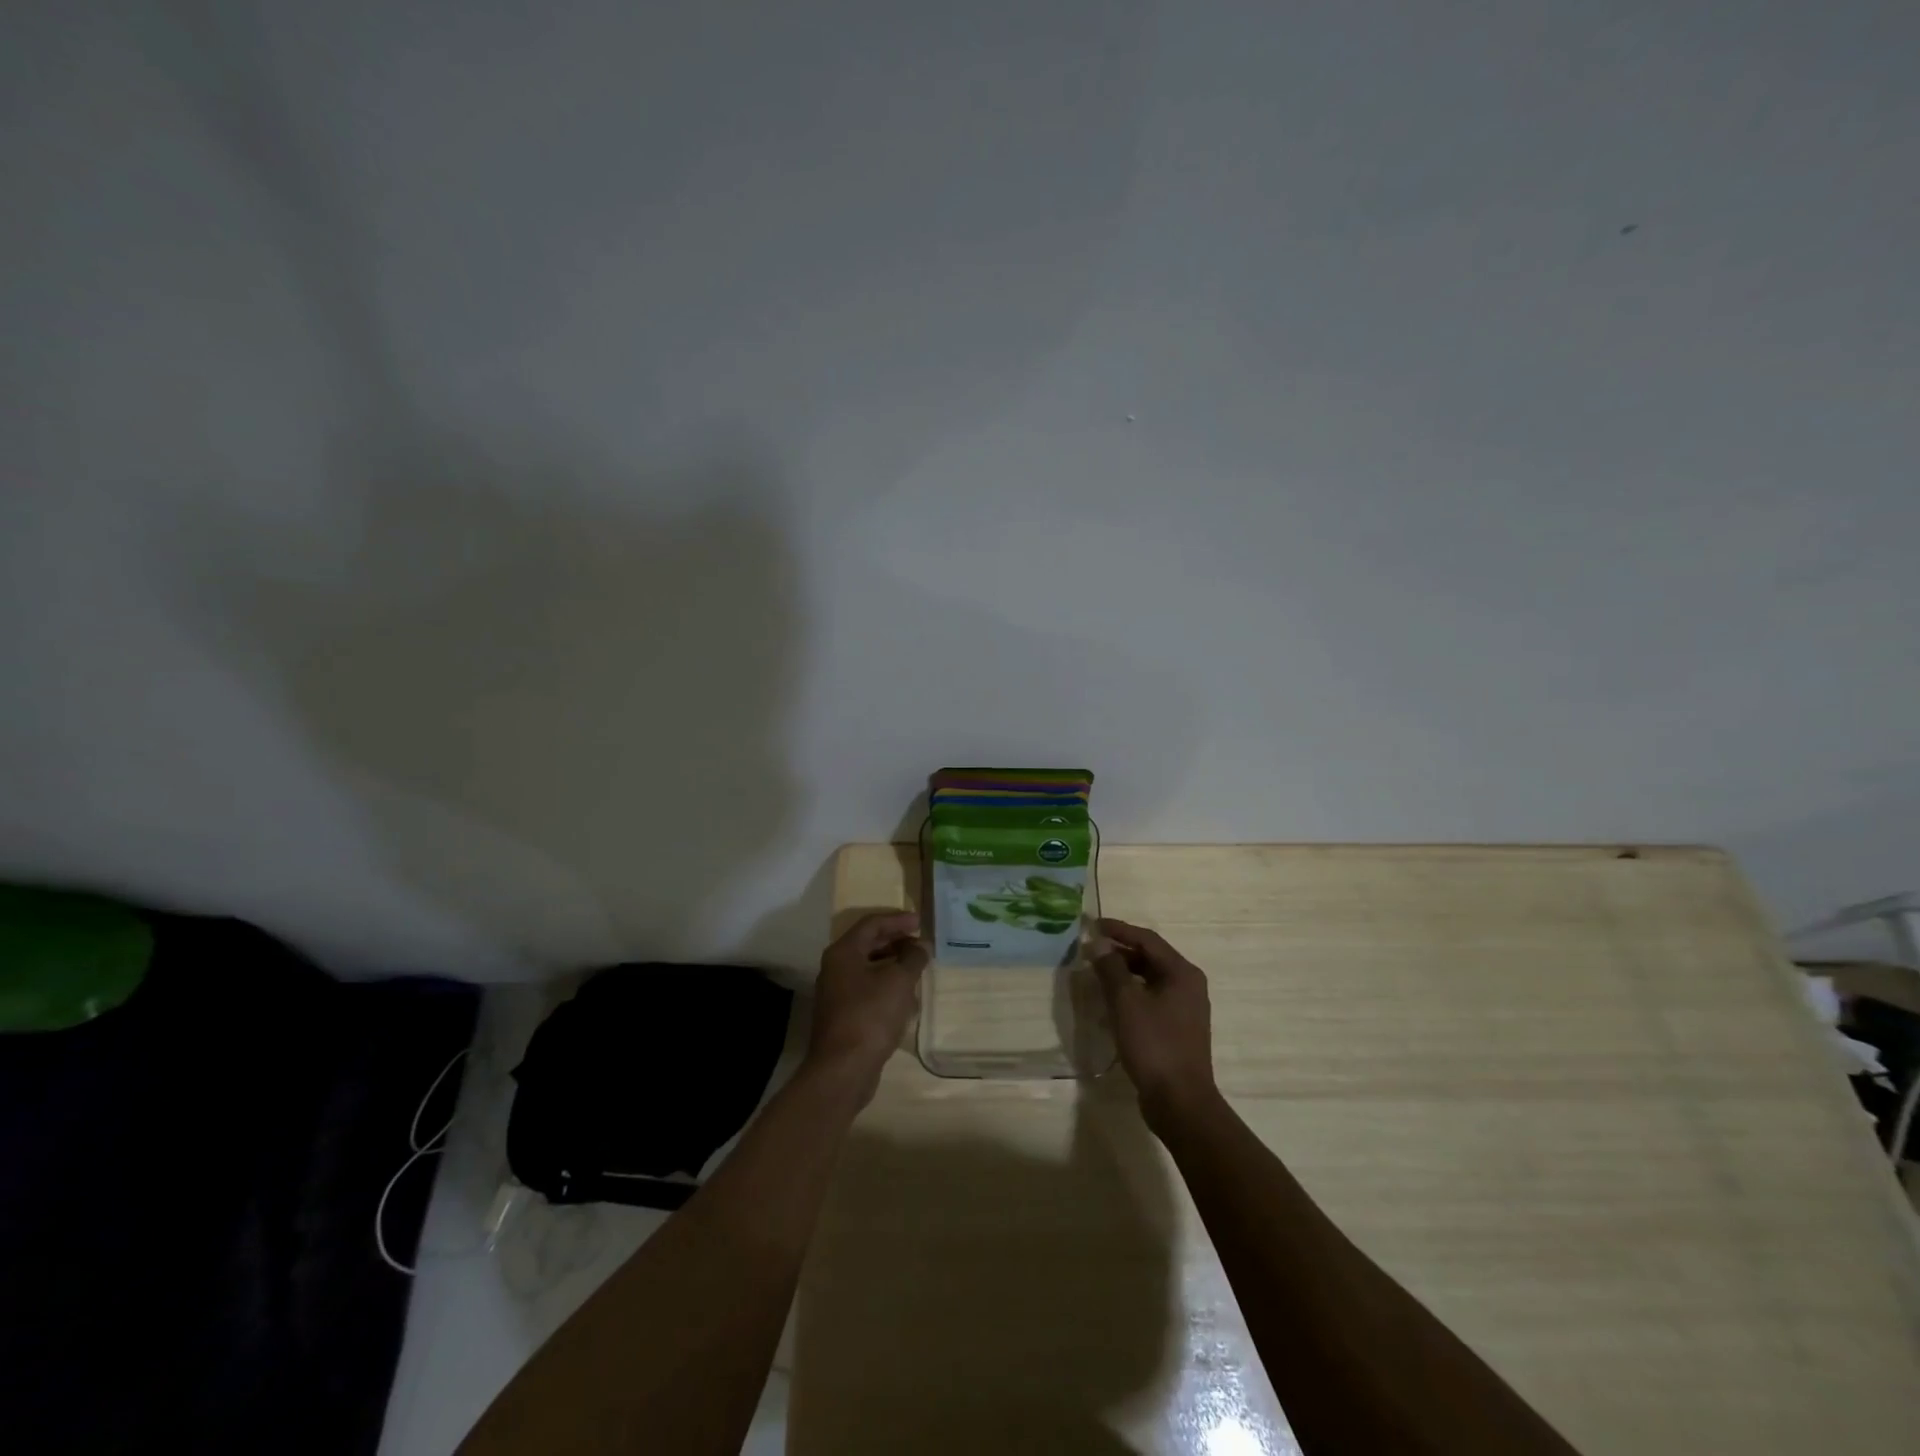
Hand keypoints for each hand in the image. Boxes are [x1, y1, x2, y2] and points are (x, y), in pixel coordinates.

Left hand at [806, 911, 927, 1104]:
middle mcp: (836, 968)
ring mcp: (837, 993)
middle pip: (868, 944)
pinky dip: (887, 986)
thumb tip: (920, 946)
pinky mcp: (844, 1015)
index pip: (871, 924)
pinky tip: (906, 997)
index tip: (920, 922)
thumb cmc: (871, 1015)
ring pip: (869, 968)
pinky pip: (868, 989)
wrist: (844, 1069)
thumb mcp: (899, 981)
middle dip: (896, 940)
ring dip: (893, 964)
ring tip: (917, 966)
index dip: (897, 920)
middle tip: (920, 941)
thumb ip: (912, 958)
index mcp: (844, 952)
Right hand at [1090, 918, 1217, 1126]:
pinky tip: (1110, 1001)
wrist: (1180, 1102)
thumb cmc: (1154, 1045)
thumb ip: (1111, 968)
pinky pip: (1151, 998)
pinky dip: (1130, 993)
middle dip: (1119, 951)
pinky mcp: (1176, 1028)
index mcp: (1182, 973)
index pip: (1147, 939)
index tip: (1092, 925)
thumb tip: (1098, 943)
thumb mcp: (1126, 1002)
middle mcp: (1188, 985)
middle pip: (1150, 957)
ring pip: (1149, 979)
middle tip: (1090, 949)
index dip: (1118, 930)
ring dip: (1123, 972)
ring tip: (1095, 972)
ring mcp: (1184, 1008)